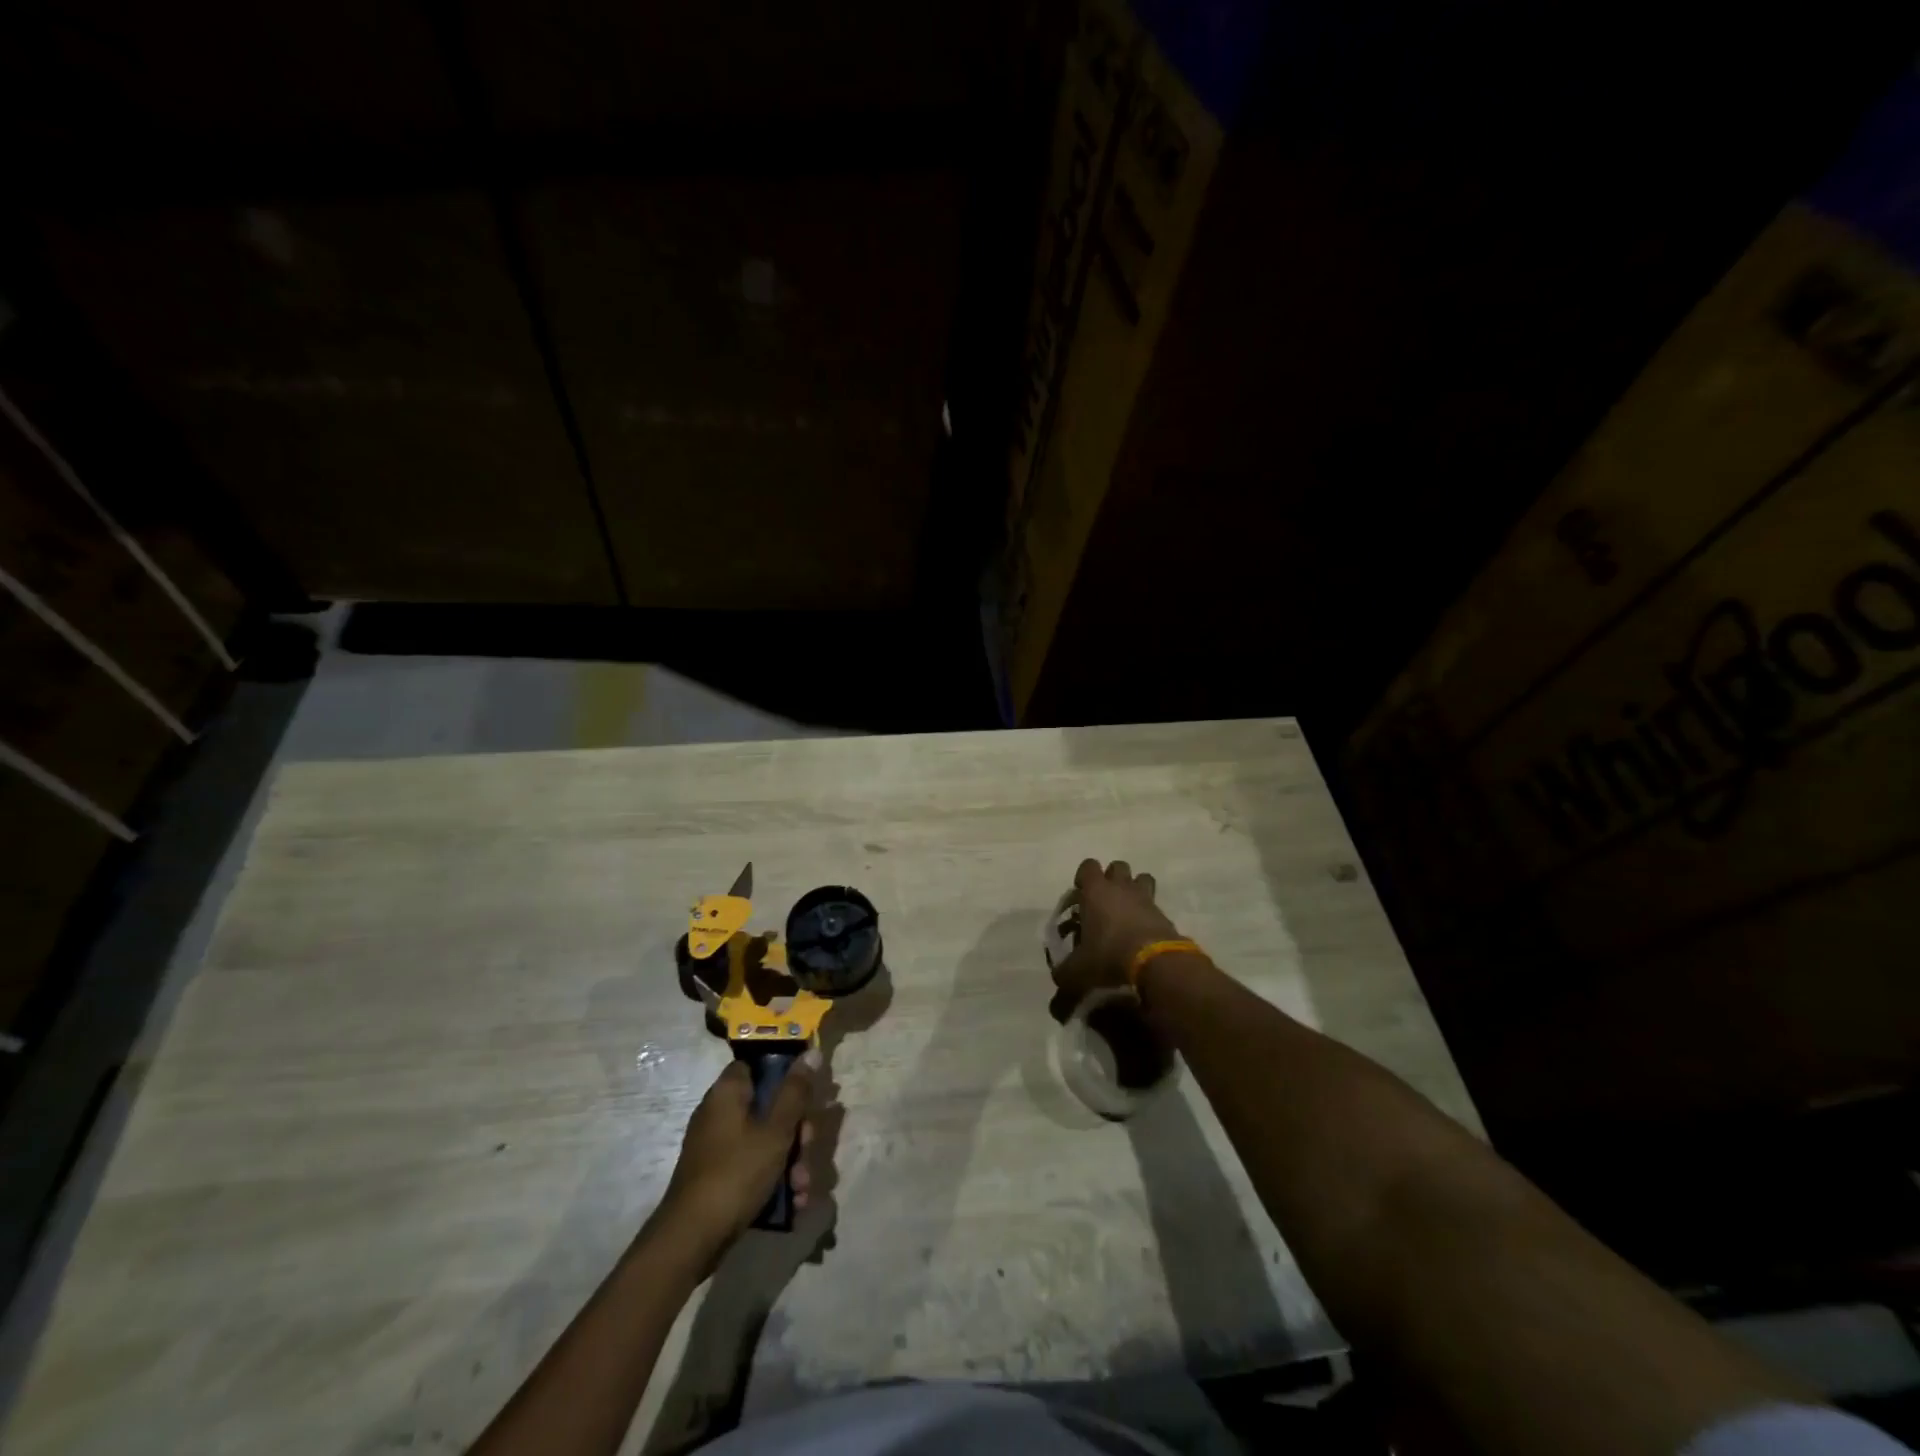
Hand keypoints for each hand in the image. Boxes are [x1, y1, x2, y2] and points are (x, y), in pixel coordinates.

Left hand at [661, 1055, 817, 1245]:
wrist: (691, 1240)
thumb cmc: (736, 1173)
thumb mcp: (775, 1130)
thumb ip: (795, 1092)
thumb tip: (811, 1052)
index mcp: (727, 1093)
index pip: (757, 1065)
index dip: (785, 1073)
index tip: (807, 1090)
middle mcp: (719, 1113)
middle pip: (768, 1106)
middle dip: (796, 1130)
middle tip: (808, 1147)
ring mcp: (717, 1147)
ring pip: (765, 1139)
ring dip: (791, 1160)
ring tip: (802, 1186)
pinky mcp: (719, 1176)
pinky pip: (753, 1165)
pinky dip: (774, 1178)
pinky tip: (793, 1201)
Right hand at [1051, 858, 1181, 1005]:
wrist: (1154, 961)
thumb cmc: (1109, 954)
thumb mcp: (1079, 968)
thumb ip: (1065, 970)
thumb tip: (1058, 977)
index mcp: (1096, 891)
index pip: (1088, 865)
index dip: (1083, 877)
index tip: (1081, 894)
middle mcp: (1120, 887)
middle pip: (1117, 866)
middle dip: (1111, 878)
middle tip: (1104, 901)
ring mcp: (1145, 897)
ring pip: (1141, 878)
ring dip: (1134, 888)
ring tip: (1127, 910)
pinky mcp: (1163, 913)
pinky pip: (1154, 903)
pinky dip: (1148, 912)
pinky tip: (1142, 931)